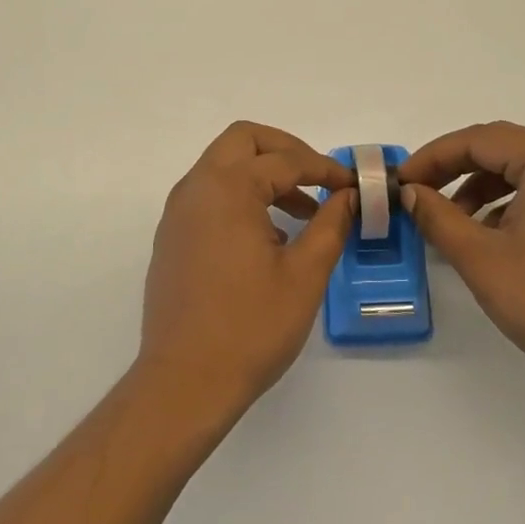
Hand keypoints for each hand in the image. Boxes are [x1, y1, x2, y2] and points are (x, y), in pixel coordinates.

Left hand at [136, 121, 355, 424]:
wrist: (184, 382)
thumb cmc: (250, 327)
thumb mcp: (304, 274)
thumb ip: (330, 224)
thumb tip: (348, 196)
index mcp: (228, 189)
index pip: (285, 160)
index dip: (325, 169)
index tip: (353, 185)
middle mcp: (196, 188)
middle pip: (243, 141)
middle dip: (286, 151)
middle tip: (319, 178)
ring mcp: (178, 213)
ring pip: (223, 166)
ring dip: (263, 174)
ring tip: (302, 213)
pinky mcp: (172, 237)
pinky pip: (209, 195)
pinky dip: (241, 196)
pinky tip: (268, 237)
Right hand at [399, 121, 524, 408]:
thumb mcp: (480, 258)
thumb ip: (437, 217)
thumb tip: (410, 193)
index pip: (478, 140)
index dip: (433, 157)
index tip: (400, 182)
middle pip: (499, 146)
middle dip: (452, 165)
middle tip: (416, 191)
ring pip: (517, 167)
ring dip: (476, 184)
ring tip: (446, 218)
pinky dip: (502, 201)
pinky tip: (483, 232)